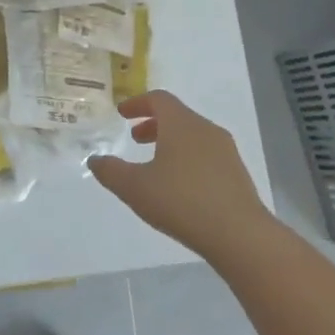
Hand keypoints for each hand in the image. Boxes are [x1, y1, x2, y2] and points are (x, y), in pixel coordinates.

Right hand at [91, 91, 269, 263]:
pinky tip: (180, 186)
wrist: (240, 234)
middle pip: (177, 116)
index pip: (158, 99)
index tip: (122, 114)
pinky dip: (188, 158)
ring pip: (193, 135)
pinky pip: (206, 154)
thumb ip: (110, 171)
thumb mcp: (135, 188)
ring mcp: (225, 151)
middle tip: (135, 139)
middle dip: (153, 124)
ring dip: (171, 142)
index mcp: (181, 123)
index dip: (137, 103)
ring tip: (156, 165)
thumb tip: (94, 159)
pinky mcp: (237, 173)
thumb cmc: (182, 201)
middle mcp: (205, 129)